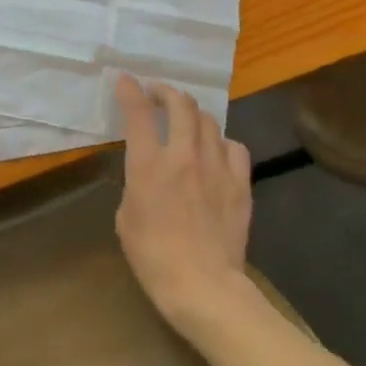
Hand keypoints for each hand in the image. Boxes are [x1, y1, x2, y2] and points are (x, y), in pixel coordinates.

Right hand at [113, 74, 255, 334]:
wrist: (202, 285)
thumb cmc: (153, 257)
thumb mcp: (126, 218)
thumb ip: (136, 186)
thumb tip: (147, 176)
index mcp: (148, 165)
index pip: (138, 113)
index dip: (130, 91)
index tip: (125, 80)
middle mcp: (184, 156)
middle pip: (180, 105)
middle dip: (166, 91)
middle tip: (157, 94)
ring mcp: (216, 167)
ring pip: (209, 121)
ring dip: (193, 114)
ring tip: (186, 119)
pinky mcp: (240, 183)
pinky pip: (233, 147)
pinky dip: (221, 142)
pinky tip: (216, 151)